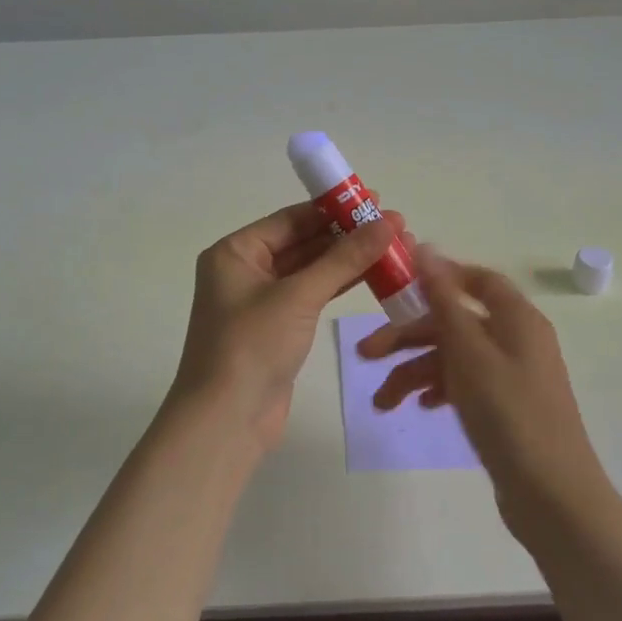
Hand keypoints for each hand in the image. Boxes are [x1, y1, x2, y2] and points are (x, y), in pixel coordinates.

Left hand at [172, 202, 404, 449]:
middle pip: (303, 242)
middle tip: (394, 224)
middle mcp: (245, 271)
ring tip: (394, 246)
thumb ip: (344, 258)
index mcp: (235, 252)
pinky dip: (340, 285)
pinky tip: (374, 275)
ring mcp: (262, 301)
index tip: (375, 199)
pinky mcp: (278, 328)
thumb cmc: (252, 345)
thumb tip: (387, 223)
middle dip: (347, 234)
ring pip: (311, 270)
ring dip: (349, 260)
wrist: (226, 420)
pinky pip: (313, 295)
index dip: (333, 208)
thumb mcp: (298, 296)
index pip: (291, 219)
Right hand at [356, 249, 611, 540]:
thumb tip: (426, 248)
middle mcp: (516, 339)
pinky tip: (420, 408)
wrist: (552, 495)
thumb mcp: (469, 351)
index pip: (477, 279)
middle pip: (455, 322)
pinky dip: (439, 390)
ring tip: (382, 403)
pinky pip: (465, 384)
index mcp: (516, 318)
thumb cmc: (508, 413)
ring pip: (454, 357)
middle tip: (365, 354)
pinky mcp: (506, 407)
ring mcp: (512, 375)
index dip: (438, 277)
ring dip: (416, 373)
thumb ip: (444, 300)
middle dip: (409, 337)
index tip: (398, 287)